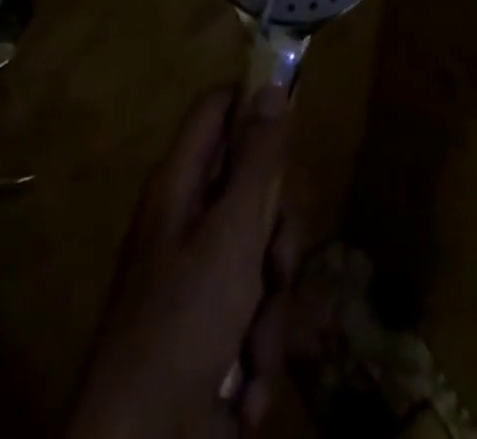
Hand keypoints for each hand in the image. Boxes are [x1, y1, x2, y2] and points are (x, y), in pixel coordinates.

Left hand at [66, 86, 296, 438]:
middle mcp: (191, 221)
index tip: (295, 122)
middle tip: (274, 265)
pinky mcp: (215, 328)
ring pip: (265, 255)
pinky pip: (258, 311)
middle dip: (278, 234)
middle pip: (255, 188)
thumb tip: (271, 85)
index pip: (218, 109)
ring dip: (272, 307)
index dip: (255, 104)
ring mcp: (202, 277)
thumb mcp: (231, 235)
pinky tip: (245, 390)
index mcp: (181, 185)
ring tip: (253, 349)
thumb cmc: (182, 326)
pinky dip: (259, 349)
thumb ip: (258, 161)